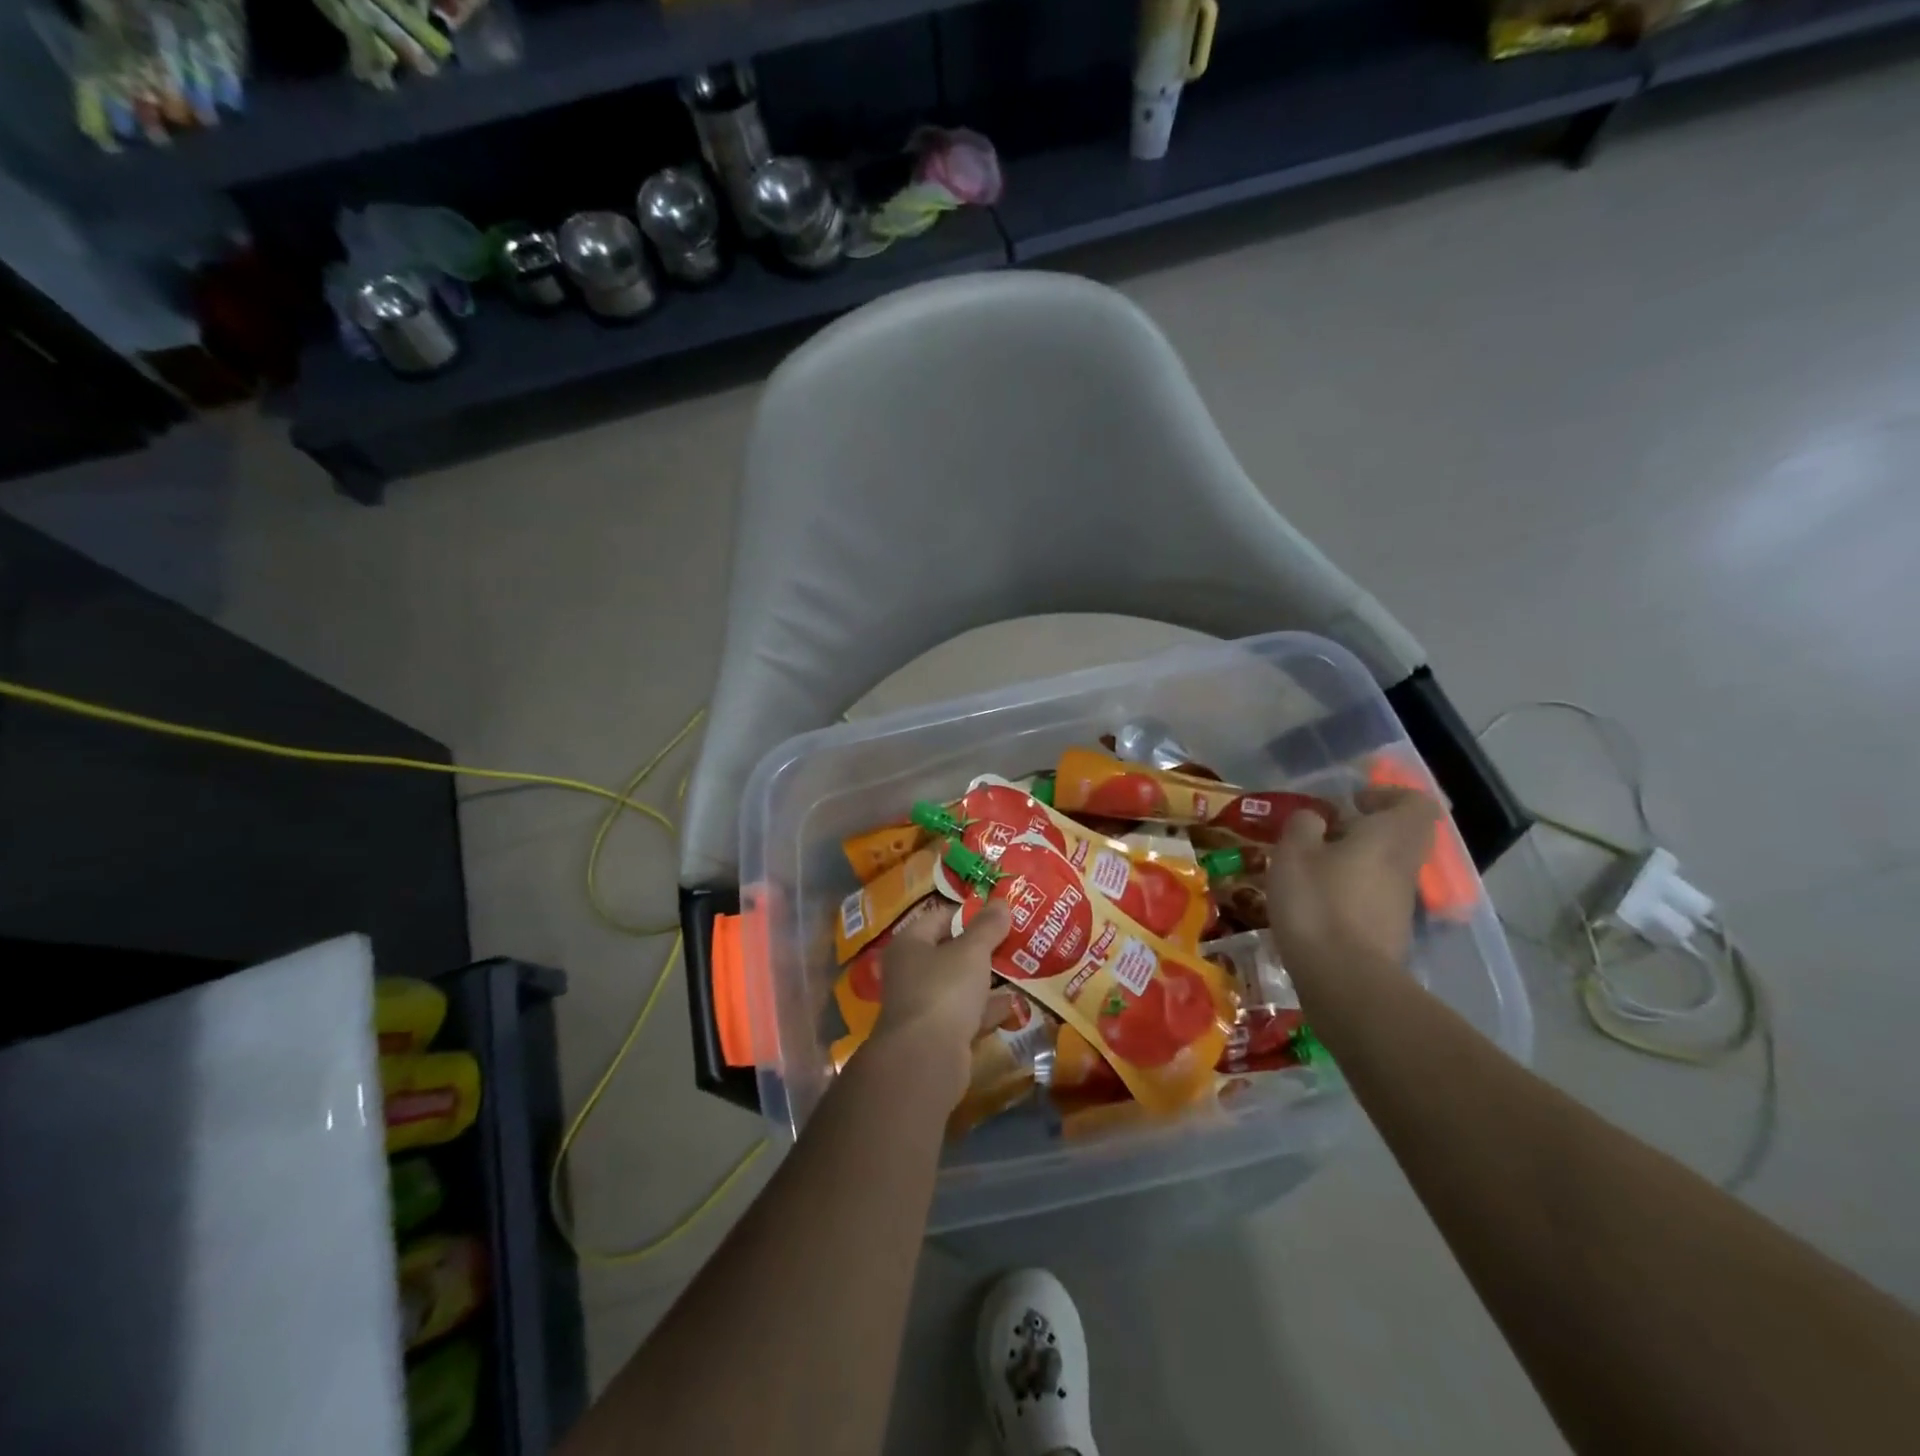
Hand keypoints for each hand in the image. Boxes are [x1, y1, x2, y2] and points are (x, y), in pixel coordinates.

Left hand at [869, 902, 1010, 1104]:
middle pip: (949, 951)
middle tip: (1015, 940)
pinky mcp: (936, 1035)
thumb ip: (987, 926)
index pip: (940, 917)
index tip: (1000, 913)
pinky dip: (986, 1009)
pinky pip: (965, 1014)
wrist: (925, 1059)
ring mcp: (922, 1005)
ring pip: (959, 984)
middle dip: (982, 948)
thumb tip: (1001, 902)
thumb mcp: (971, 951)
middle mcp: (909, 971)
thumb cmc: (944, 990)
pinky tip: (1013, 1004)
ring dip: (986, 979)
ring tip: (1020, 968)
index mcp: (910, 944)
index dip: (969, 913)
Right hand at [1265, 787, 1439, 988]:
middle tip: (1322, 835)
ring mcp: (1401, 903)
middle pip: (1399, 836)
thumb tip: (1315, 818)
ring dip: (1352, 863)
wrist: (1343, 979)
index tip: (1350, 803)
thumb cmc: (1318, 902)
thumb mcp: (1294, 852)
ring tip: (1308, 871)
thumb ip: (1304, 825)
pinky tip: (1313, 905)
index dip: (1386, 795)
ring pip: (1384, 868)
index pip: (1415, 802)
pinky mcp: (1388, 933)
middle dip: (1362, 831)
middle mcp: (1405, 866)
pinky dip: (1348, 894)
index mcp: (1390, 837)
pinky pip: (1372, 898)